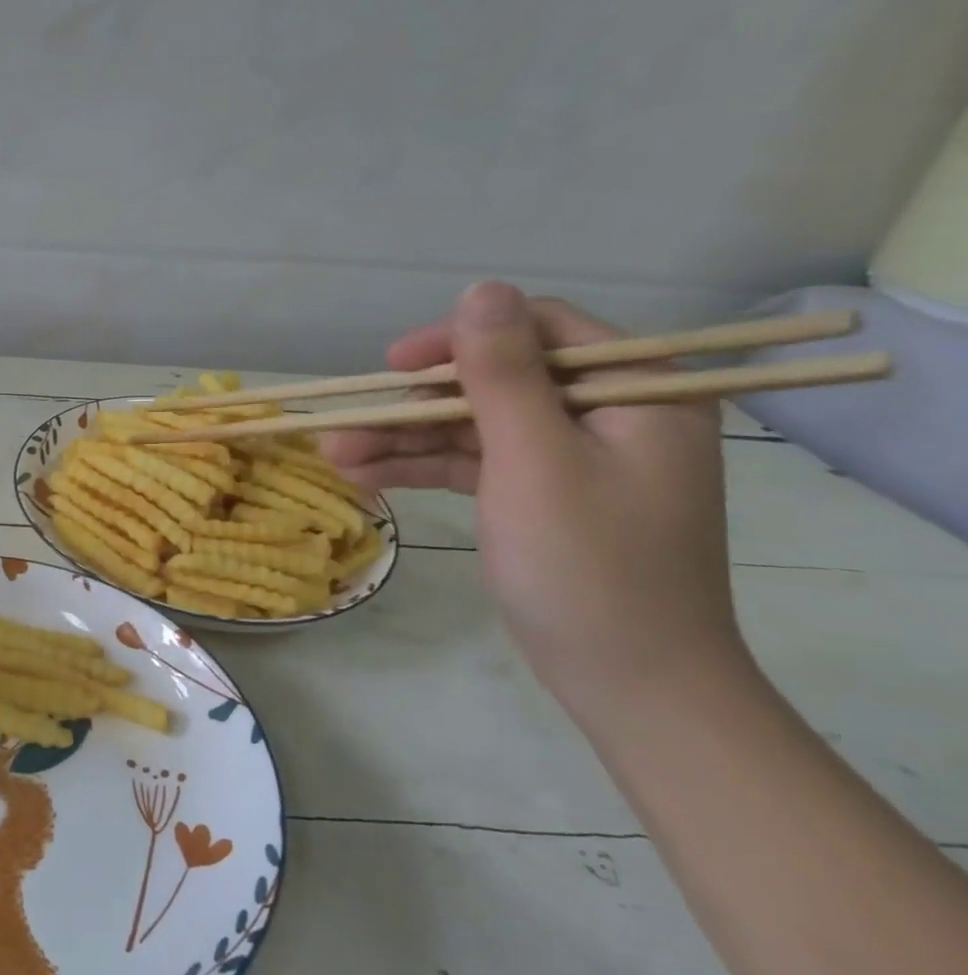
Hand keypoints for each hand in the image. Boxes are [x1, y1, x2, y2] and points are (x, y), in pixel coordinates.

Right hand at [321, 283, 747, 716]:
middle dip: (414, 406)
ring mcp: (572, 458)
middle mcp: (609, 414)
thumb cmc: (589, 566)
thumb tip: (480, 288)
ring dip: (405, 441)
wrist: (631, 686)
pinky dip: (425, 468)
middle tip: (346, 425)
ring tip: (335, 458)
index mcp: (638, 392)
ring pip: (474, 427)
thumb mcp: (536, 460)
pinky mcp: (542, 495)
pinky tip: (367, 478)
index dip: (459, 339)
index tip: (394, 365)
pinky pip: (476, 464)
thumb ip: (503, 373)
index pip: (539, 331)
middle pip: (494, 382)